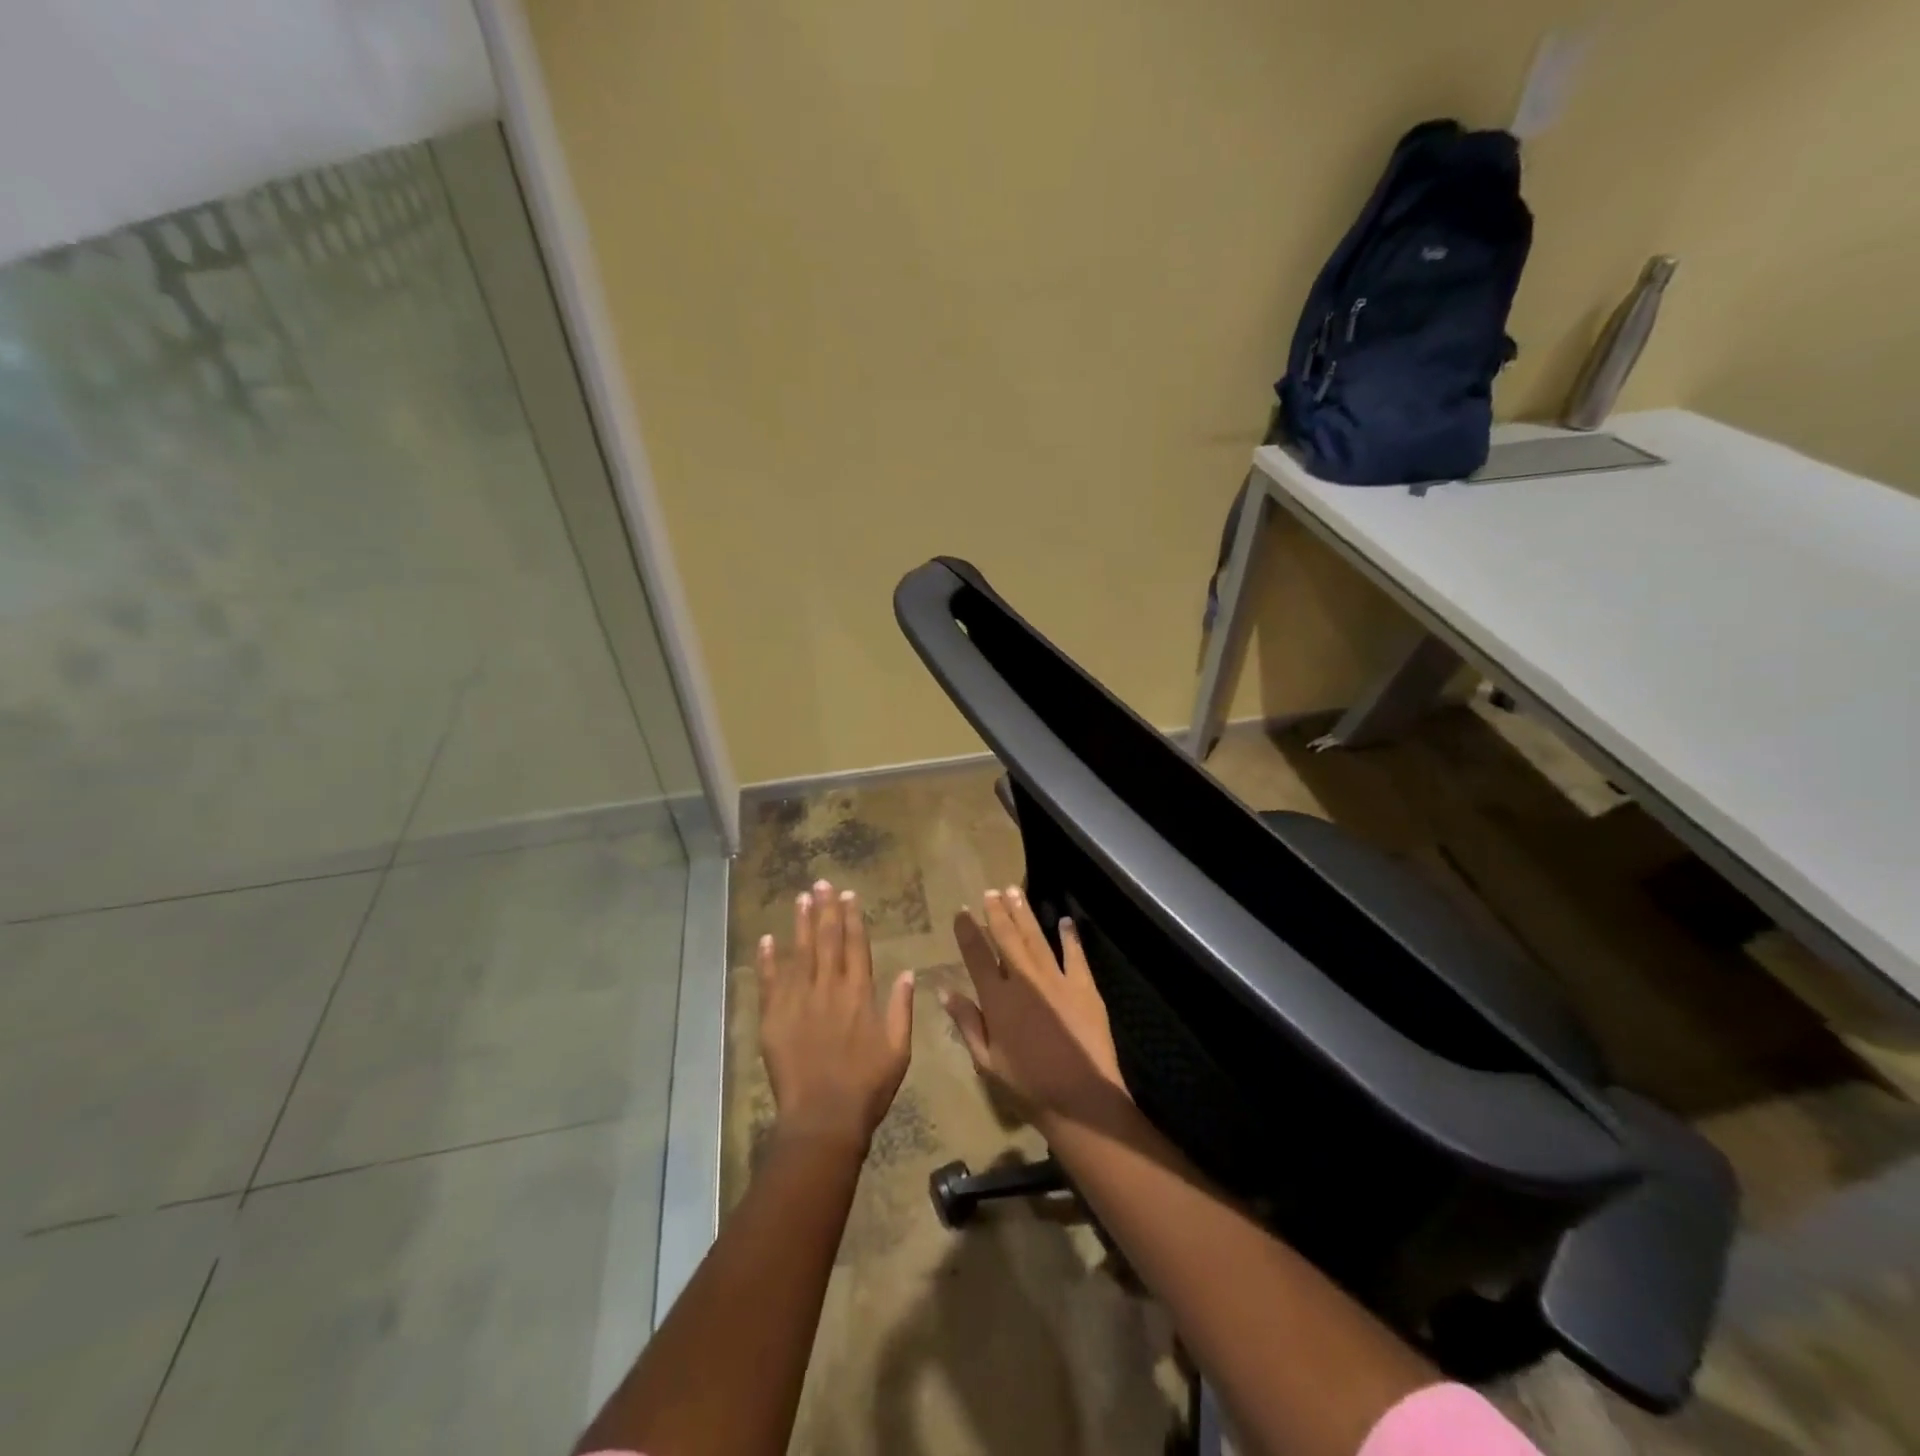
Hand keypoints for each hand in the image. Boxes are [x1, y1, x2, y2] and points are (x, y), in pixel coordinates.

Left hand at [757, 879, 914, 1151]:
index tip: (848, 895)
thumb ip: (901, 1009)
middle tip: (821, 883)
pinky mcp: (773, 1018)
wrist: (823, 1119)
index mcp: (859, 994)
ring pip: (799, 953)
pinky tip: (768, 939)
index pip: (856, 946)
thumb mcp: (898, 1050)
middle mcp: (828, 989)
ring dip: (800, 924)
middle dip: (825, 910)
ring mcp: (798, 1001)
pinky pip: (769, 982)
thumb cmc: (867, 1087)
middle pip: (827, 941)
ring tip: (800, 897)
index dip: (852, 919)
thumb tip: (908, 972)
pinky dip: (768, 960)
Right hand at [942, 885, 1128, 1129]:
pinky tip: (1065, 921)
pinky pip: (1075, 955)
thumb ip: (967, 1023)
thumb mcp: (986, 1062)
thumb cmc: (1028, 1086)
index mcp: (997, 999)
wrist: (1081, 1099)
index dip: (968, 931)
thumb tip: (944, 991)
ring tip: (1015, 891)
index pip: (977, 956)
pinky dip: (1069, 937)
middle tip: (991, 891)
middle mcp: (1024, 980)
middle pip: (1007, 938)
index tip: (962, 911)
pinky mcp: (1084, 987)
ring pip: (1036, 938)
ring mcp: (1056, 980)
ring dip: (1025, 914)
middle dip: (998, 913)